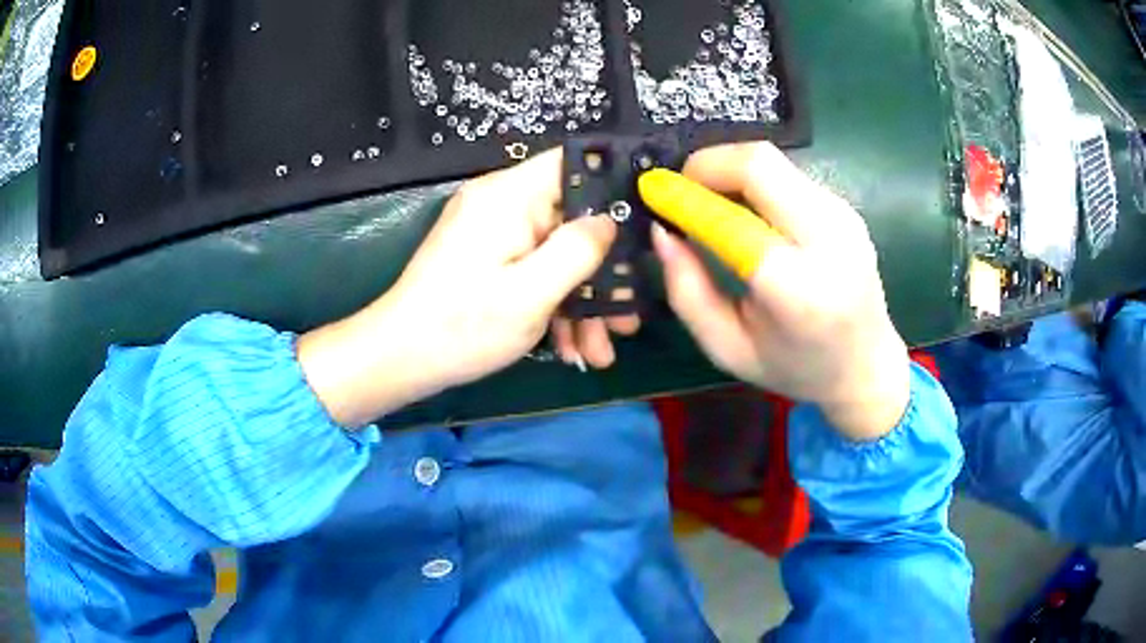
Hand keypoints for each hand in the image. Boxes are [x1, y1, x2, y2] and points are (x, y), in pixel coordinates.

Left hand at [298, 149, 626, 426]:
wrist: (399, 360)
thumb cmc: (462, 326)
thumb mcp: (531, 293)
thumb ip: (578, 250)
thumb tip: (609, 221)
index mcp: (508, 196)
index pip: (571, 164)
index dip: (612, 185)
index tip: (643, 225)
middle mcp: (501, 205)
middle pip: (570, 220)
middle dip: (600, 272)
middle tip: (627, 318)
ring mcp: (493, 235)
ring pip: (555, 254)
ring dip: (580, 302)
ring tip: (600, 352)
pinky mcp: (487, 261)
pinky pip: (533, 271)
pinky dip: (553, 306)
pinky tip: (570, 349)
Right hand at [653, 143, 909, 440]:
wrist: (866, 366)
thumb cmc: (796, 368)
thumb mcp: (728, 348)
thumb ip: (688, 292)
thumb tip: (662, 232)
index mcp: (799, 290)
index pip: (733, 220)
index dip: (686, 197)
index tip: (653, 191)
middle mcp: (829, 240)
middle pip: (759, 163)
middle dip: (708, 164)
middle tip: (683, 188)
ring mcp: (843, 217)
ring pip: (773, 161)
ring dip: (731, 170)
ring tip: (711, 202)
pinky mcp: (845, 207)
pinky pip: (788, 175)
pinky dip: (754, 180)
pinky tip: (746, 210)